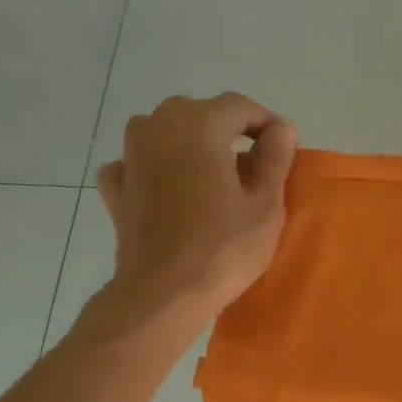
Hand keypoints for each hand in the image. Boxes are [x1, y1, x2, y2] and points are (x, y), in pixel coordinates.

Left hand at [85, 93, 297, 335]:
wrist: (163, 294)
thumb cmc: (223, 248)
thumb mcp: (266, 205)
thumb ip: (275, 159)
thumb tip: (281, 129)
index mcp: (198, 123)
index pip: (241, 106)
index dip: (268, 125)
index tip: (284, 151)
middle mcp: (157, 125)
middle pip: (201, 115)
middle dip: (228, 134)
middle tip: (252, 170)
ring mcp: (129, 154)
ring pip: (167, 134)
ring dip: (191, 148)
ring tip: (213, 180)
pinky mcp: (116, 186)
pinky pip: (140, 163)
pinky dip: (157, 170)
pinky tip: (170, 191)